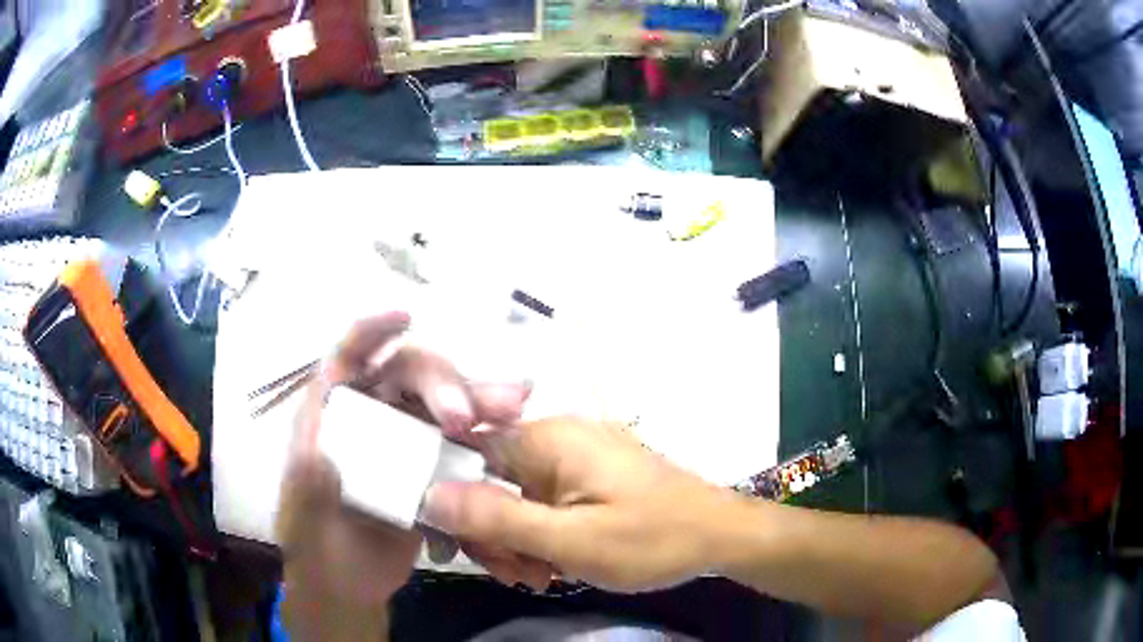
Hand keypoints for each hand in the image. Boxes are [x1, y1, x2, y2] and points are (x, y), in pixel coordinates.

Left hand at [275, 313, 544, 639]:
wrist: (349, 586)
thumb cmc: (315, 545)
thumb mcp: (304, 516)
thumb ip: (311, 485)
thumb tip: (325, 453)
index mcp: (331, 415)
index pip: (347, 358)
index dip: (371, 332)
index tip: (403, 317)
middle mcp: (371, 416)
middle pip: (407, 377)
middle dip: (441, 383)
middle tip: (468, 416)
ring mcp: (405, 441)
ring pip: (442, 405)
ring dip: (477, 400)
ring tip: (515, 403)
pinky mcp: (433, 468)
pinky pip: (462, 442)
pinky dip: (487, 434)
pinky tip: (513, 429)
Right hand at [422, 417, 742, 591]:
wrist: (719, 536)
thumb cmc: (651, 539)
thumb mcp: (571, 540)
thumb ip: (498, 518)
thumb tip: (428, 494)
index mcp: (546, 439)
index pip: (465, 452)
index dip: (452, 499)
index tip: (459, 548)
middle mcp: (555, 438)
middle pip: (488, 480)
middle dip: (492, 533)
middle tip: (517, 575)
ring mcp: (573, 457)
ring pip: (514, 497)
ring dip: (516, 541)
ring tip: (541, 577)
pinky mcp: (587, 477)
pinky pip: (542, 502)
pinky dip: (540, 536)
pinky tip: (556, 566)